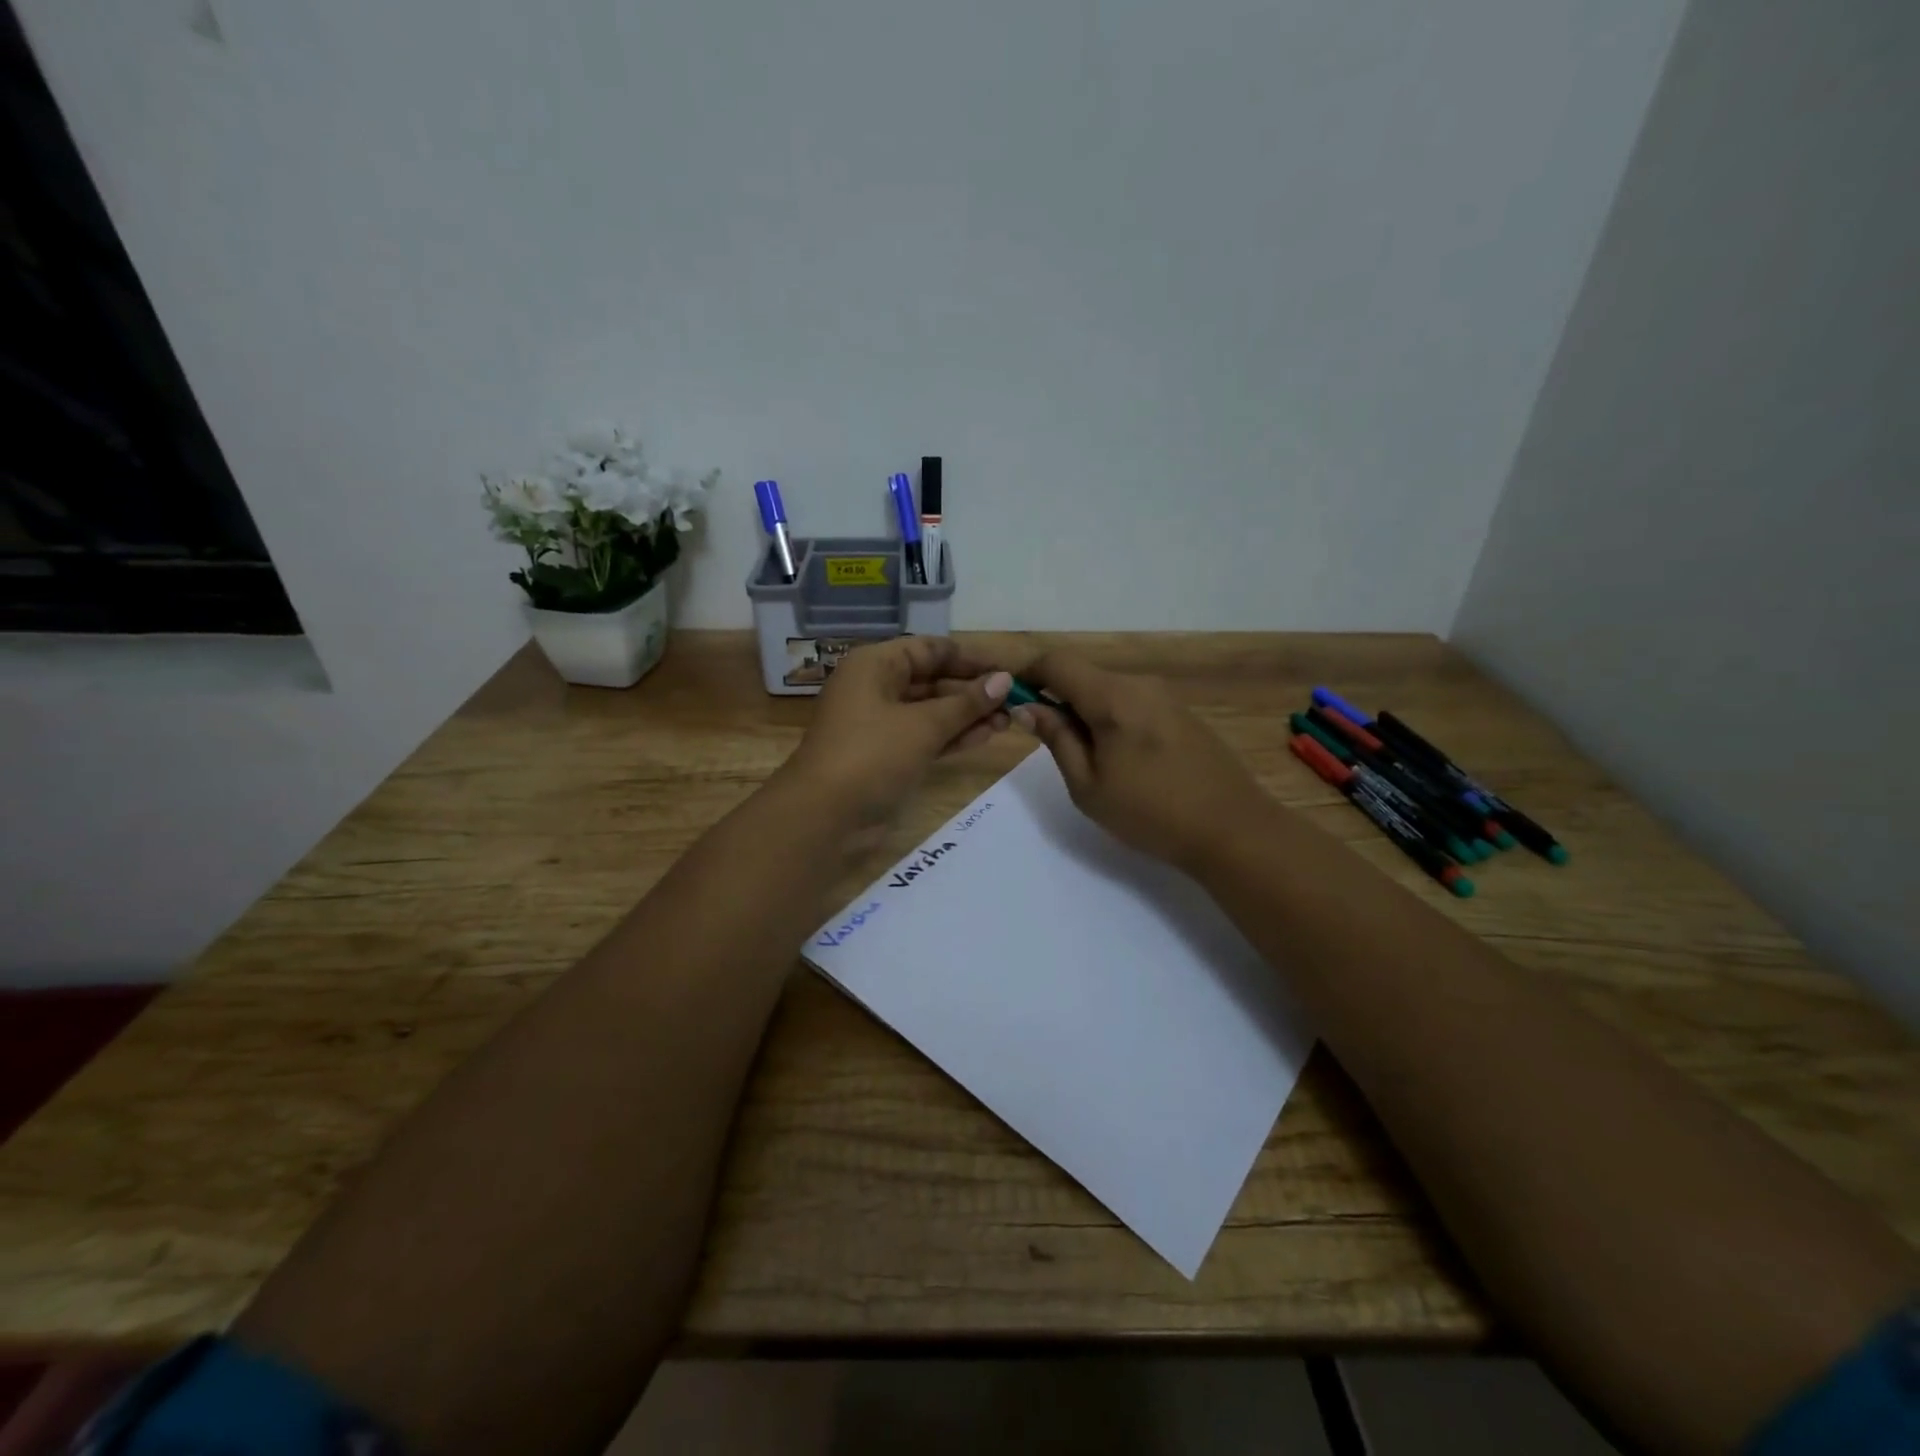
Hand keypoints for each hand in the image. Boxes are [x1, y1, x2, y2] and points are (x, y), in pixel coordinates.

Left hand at [783, 637, 1012, 833]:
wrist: (824, 815)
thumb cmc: (872, 755)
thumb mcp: (923, 725)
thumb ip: (966, 703)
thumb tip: (1004, 680)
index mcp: (875, 665)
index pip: (930, 649)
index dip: (970, 658)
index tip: (1007, 670)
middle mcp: (875, 687)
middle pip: (931, 679)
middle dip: (972, 690)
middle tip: (1014, 701)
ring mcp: (879, 723)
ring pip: (930, 711)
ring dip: (967, 715)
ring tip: (1009, 721)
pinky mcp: (885, 754)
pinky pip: (924, 736)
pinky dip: (951, 736)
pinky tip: (986, 737)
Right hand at [1012, 652, 1268, 869]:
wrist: (1232, 829)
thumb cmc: (1150, 812)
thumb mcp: (1088, 785)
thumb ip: (1056, 738)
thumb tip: (1029, 707)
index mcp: (1112, 696)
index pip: (1057, 662)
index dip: (1028, 674)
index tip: (1012, 700)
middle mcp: (1140, 684)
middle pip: (1084, 675)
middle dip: (1057, 697)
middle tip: (1047, 742)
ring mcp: (1166, 697)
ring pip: (1109, 690)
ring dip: (1086, 711)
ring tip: (1087, 759)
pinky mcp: (1182, 713)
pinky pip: (1133, 703)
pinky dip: (1113, 719)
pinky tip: (1123, 760)